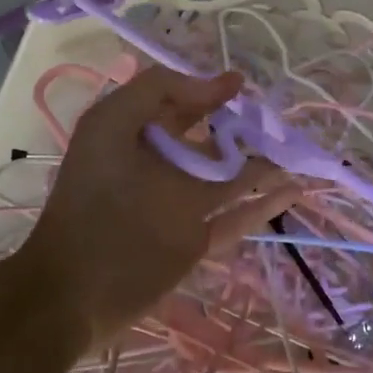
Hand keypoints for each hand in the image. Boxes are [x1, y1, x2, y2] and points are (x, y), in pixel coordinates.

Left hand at [12, 67, 299, 348]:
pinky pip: (238, 218)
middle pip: (212, 140)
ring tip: (300, 153)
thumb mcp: (108, 126)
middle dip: (244, 128)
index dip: (209, 91)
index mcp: (138, 137)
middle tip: (279, 124)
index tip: (241, 86)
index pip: (180, 105)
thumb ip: (155, 91)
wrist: (72, 289)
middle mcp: (163, 167)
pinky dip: (266, 205)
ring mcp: (182, 206)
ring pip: (233, 178)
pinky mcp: (197, 241)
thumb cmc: (90, 200)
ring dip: (265, 165)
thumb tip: (215, 84)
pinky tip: (294, 191)